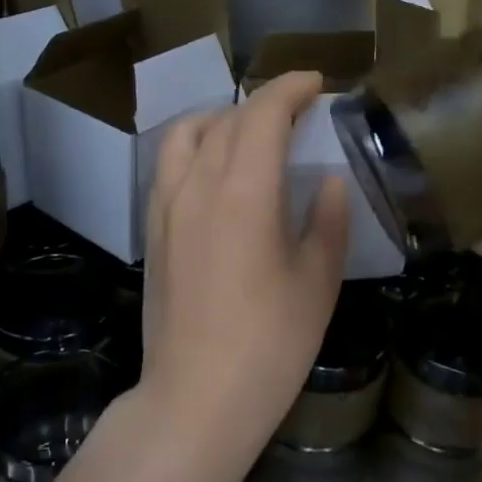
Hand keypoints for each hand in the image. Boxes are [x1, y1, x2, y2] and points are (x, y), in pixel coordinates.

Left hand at [140, 71, 349, 453]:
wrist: (196, 398)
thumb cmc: (270, 345)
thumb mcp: (316, 282)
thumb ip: (326, 220)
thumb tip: (328, 181)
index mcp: (243, 193)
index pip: (263, 115)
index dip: (290, 89)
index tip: (316, 83)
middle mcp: (197, 185)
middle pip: (228, 119)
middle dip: (265, 103)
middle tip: (299, 112)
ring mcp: (166, 206)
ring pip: (187, 133)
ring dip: (223, 118)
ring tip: (252, 133)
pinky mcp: (153, 229)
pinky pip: (168, 164)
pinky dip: (194, 145)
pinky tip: (216, 169)